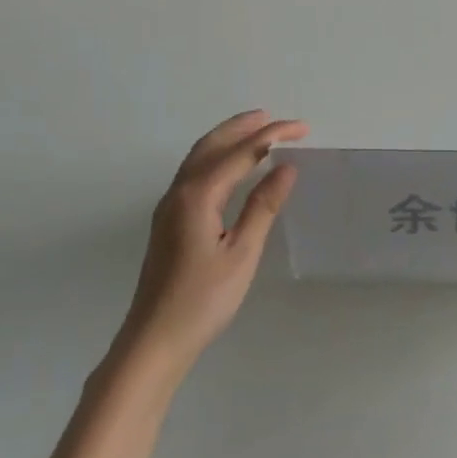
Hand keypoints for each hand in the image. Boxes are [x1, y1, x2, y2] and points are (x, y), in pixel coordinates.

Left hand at [119, 110, 307, 378]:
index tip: (303, 128)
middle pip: (212, 145)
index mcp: (197, 196)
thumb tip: (286, 167)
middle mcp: (178, 193)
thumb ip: (263, 207)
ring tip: (256, 130)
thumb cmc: (203, 300)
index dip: (272, 135)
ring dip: (227, 138)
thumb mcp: (241, 253)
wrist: (154, 340)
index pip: (241, 153)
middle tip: (275, 117)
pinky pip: (194, 173)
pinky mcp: (168, 221)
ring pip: (198, 157)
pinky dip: (216, 157)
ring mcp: (168, 207)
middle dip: (244, 126)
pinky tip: (230, 167)